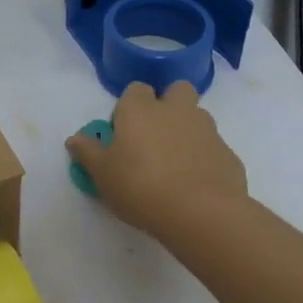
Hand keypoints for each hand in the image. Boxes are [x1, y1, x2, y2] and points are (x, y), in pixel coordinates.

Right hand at [66, 81, 249, 242]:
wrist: (201, 213)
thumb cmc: (140, 186)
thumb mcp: (102, 174)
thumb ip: (87, 152)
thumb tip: (74, 139)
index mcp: (140, 110)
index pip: (135, 90)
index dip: (129, 107)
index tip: (123, 132)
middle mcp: (176, 110)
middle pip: (176, 90)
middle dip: (168, 104)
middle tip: (154, 136)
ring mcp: (207, 130)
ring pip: (197, 117)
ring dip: (187, 130)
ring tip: (174, 163)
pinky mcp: (228, 154)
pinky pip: (212, 148)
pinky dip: (204, 158)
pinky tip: (195, 184)